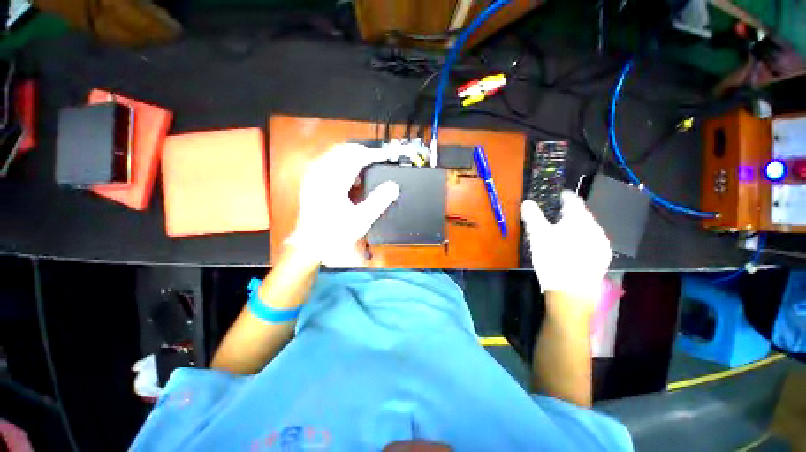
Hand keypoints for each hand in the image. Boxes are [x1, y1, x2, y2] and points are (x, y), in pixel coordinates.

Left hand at [288, 143, 400, 265]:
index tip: (385, 156)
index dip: (373, 155)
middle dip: (361, 151)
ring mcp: (313, 177)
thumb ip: (379, 200)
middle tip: (376, 158)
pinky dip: (339, 161)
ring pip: (333, 154)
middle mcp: (321, 175)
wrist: (311, 244)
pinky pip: (325, 161)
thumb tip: (393, 186)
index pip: (356, 159)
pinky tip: (346, 171)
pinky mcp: (310, 182)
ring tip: (364, 162)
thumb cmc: (336, 233)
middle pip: (343, 151)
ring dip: (350, 154)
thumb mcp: (362, 219)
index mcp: (334, 183)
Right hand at [521, 190, 610, 301]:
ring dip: (576, 227)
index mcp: (580, 220)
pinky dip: (581, 240)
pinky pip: (591, 242)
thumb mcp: (538, 235)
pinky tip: (572, 249)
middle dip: (569, 214)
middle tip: (555, 217)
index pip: (573, 201)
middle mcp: (595, 228)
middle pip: (582, 215)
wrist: (571, 291)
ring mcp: (601, 244)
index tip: (557, 196)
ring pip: (587, 229)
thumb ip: (532, 216)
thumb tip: (527, 202)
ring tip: (563, 233)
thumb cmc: (553, 258)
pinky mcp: (602, 259)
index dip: (564, 196)